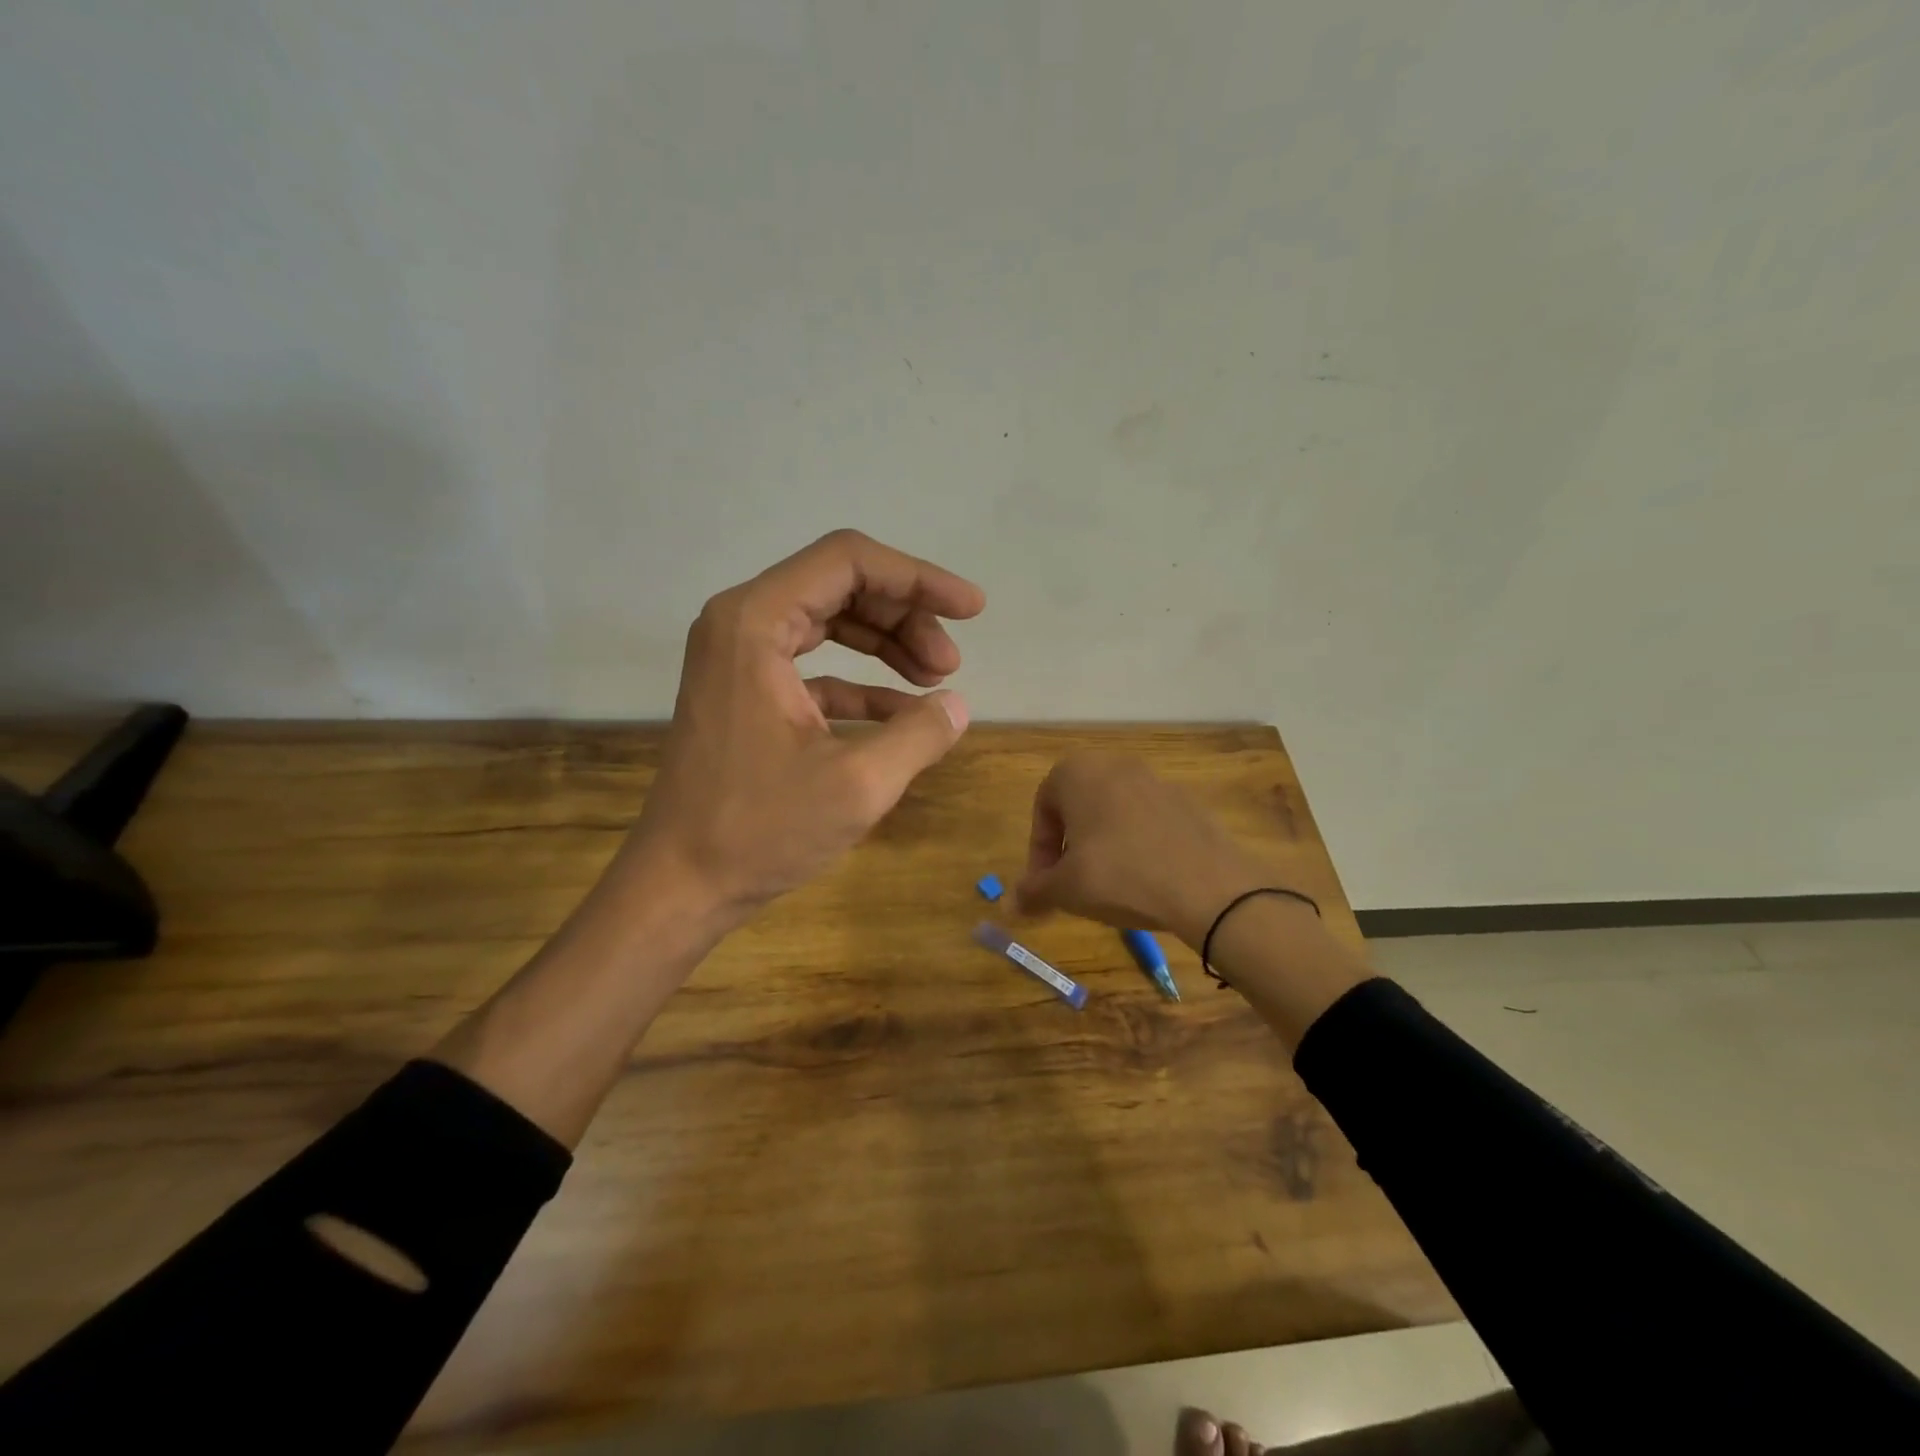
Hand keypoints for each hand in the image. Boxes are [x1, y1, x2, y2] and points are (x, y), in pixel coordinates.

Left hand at [617, 529, 985, 920]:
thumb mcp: (858, 783)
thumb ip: (919, 734)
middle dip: (906, 615)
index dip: (918, 577)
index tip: (971, 609)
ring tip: (938, 680)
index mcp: (756, 622)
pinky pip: (815, 667)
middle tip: (951, 663)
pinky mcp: (747, 694)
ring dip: (887, 645)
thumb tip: (958, 705)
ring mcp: (739, 658)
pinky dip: (862, 683)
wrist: (679, 885)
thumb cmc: (759, 830)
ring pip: (830, 623)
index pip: (849, 561)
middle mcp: (741, 623)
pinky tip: (904, 714)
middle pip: (841, 586)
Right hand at [1015, 752, 1275, 948]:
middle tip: (1072, 885)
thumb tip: (1010, 903)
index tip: (1046, 886)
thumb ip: (1034, 892)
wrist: (1208, 886)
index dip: (1039, 852)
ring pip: (1114, 814)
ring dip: (1103, 846)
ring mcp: (1156, 780)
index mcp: (1078, 772)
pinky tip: (1146, 881)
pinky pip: (1148, 823)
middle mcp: (1115, 765)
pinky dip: (1138, 846)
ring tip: (1110, 887)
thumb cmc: (1120, 875)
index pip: (1042, 808)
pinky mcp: (1188, 802)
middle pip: (1078, 807)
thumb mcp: (1066, 890)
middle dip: (1070, 847)